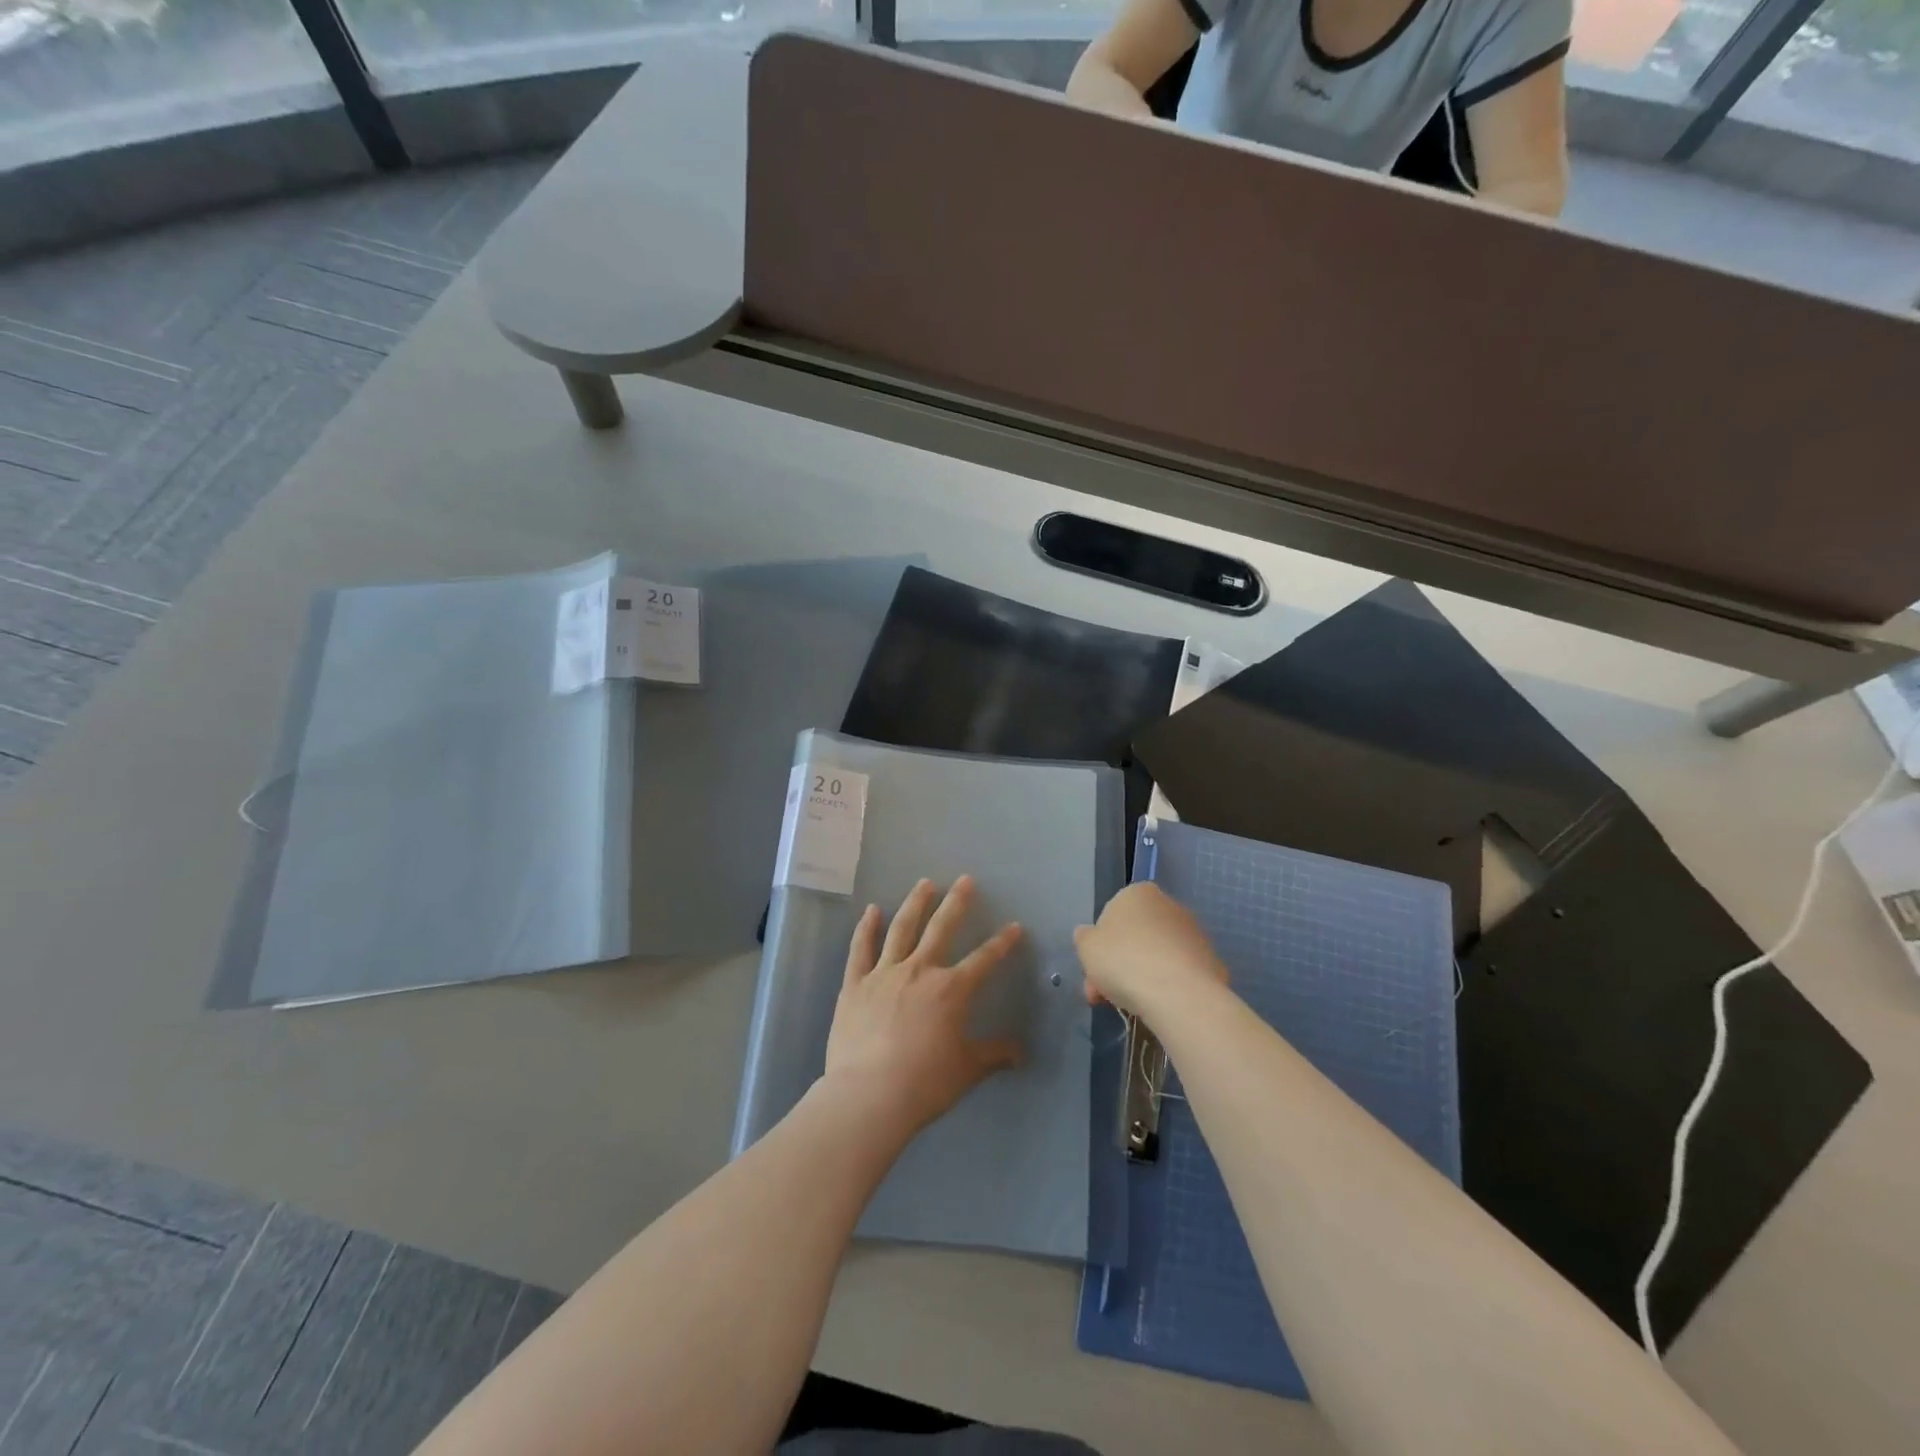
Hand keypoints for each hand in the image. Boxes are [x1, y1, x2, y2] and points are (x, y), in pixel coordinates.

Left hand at [823, 876, 1025, 1138]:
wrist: (869, 1094)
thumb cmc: (924, 1083)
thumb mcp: (967, 1070)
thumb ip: (994, 1055)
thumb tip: (1022, 1053)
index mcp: (951, 990)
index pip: (983, 959)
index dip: (1002, 942)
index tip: (1014, 926)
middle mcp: (920, 971)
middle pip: (941, 928)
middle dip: (956, 902)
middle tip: (965, 880)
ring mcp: (884, 973)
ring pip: (902, 928)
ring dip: (915, 903)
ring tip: (924, 883)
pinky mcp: (855, 984)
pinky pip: (861, 949)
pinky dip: (866, 928)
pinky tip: (871, 910)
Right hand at [1073, 882, 1227, 1018]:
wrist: (1179, 994)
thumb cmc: (1124, 960)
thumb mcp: (1086, 947)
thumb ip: (1085, 938)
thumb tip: (1088, 935)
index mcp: (1139, 893)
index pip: (1112, 916)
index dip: (1099, 948)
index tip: (1093, 973)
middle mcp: (1169, 905)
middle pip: (1135, 937)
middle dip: (1118, 966)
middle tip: (1104, 996)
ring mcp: (1194, 933)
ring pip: (1157, 956)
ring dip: (1141, 977)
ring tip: (1131, 1008)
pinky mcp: (1211, 961)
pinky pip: (1180, 974)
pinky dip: (1168, 987)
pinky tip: (1160, 1007)